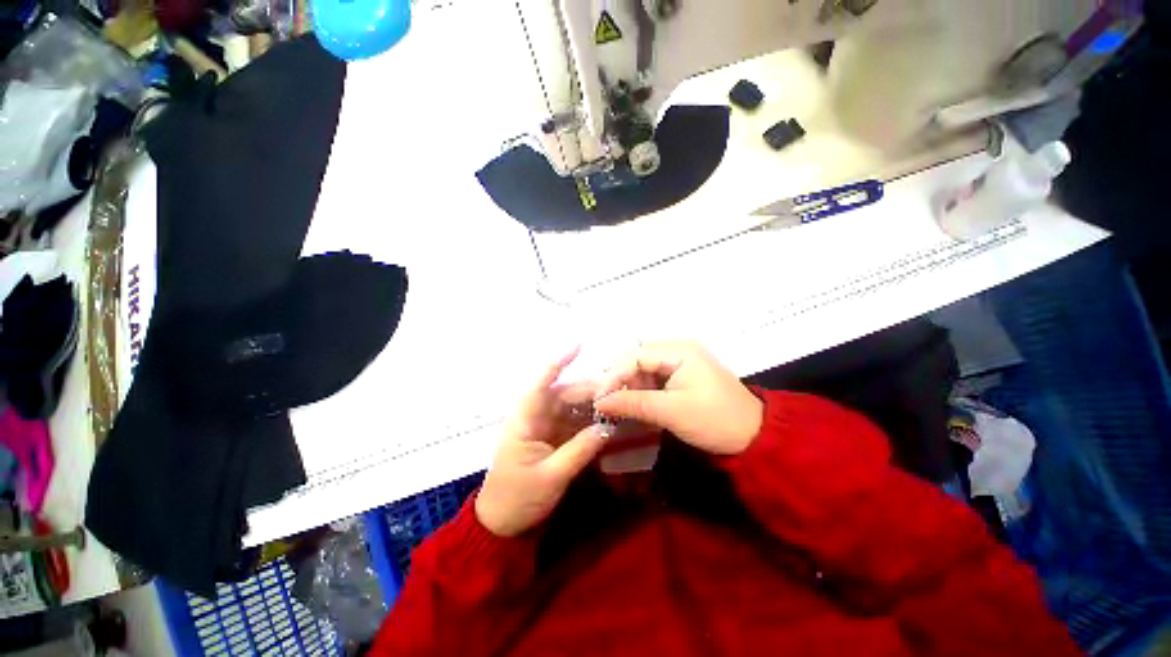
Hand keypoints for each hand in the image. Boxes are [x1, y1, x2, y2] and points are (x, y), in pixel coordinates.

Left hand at [475, 348, 607, 536]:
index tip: (579, 345)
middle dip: (591, 390)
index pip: (541, 383)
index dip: (558, 361)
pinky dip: (590, 420)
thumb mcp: (551, 476)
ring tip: (619, 402)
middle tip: (620, 391)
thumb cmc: (518, 497)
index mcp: (524, 419)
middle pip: (564, 393)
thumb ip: (580, 450)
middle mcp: (534, 415)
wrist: (502, 523)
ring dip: (593, 404)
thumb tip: (608, 427)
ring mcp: (545, 425)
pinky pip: (574, 421)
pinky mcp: (553, 436)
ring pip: (572, 406)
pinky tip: (609, 420)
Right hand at [593, 341, 762, 455]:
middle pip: (638, 358)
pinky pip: (655, 377)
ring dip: (632, 386)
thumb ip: (633, 403)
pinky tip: (638, 405)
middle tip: (610, 403)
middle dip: (622, 379)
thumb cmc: (715, 421)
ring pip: (644, 368)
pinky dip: (644, 390)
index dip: (614, 375)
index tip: (600, 398)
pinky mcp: (683, 375)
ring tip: (623, 407)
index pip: (635, 355)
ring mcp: (682, 361)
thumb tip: (599, 402)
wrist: (756, 437)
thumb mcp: (671, 412)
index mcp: (679, 350)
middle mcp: (679, 349)